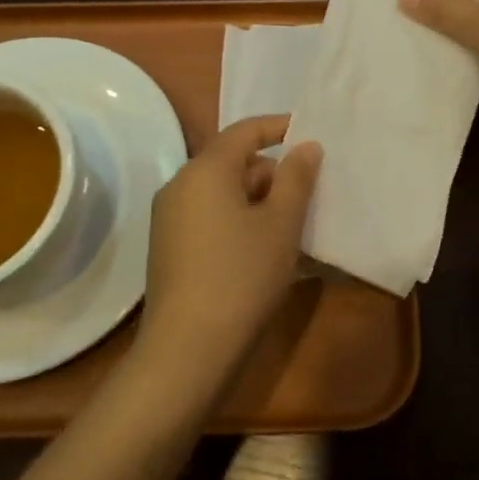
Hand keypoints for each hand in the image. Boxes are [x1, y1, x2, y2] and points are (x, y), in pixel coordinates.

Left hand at [137, 116, 322, 385]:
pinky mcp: (168, 248)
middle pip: (233, 162)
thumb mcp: (281, 224)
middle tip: (308, 193)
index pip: (245, 131)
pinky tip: (264, 250)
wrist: (187, 351)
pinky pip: (210, 217)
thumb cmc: (242, 276)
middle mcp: (180, 185)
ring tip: (292, 226)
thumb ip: (296, 178)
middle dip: (272, 172)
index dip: (279, 127)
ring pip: (222, 192)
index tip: (310, 133)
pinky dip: (238, 221)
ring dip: (257, 200)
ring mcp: (169, 218)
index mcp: (206, 169)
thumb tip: (306, 146)